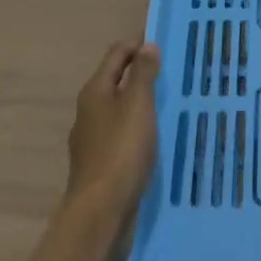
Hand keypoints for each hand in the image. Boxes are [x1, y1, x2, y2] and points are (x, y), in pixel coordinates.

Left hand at [63, 40, 160, 238]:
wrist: (99, 217)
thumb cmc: (120, 152)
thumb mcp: (137, 105)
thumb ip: (143, 74)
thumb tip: (147, 45)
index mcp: (95, 91)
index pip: (117, 53)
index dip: (138, 44)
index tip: (165, 45)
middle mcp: (89, 111)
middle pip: (116, 80)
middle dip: (141, 74)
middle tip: (172, 75)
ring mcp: (91, 141)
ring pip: (119, 111)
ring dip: (140, 105)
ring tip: (168, 106)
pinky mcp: (99, 167)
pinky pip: (121, 137)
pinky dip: (137, 131)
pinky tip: (154, 141)